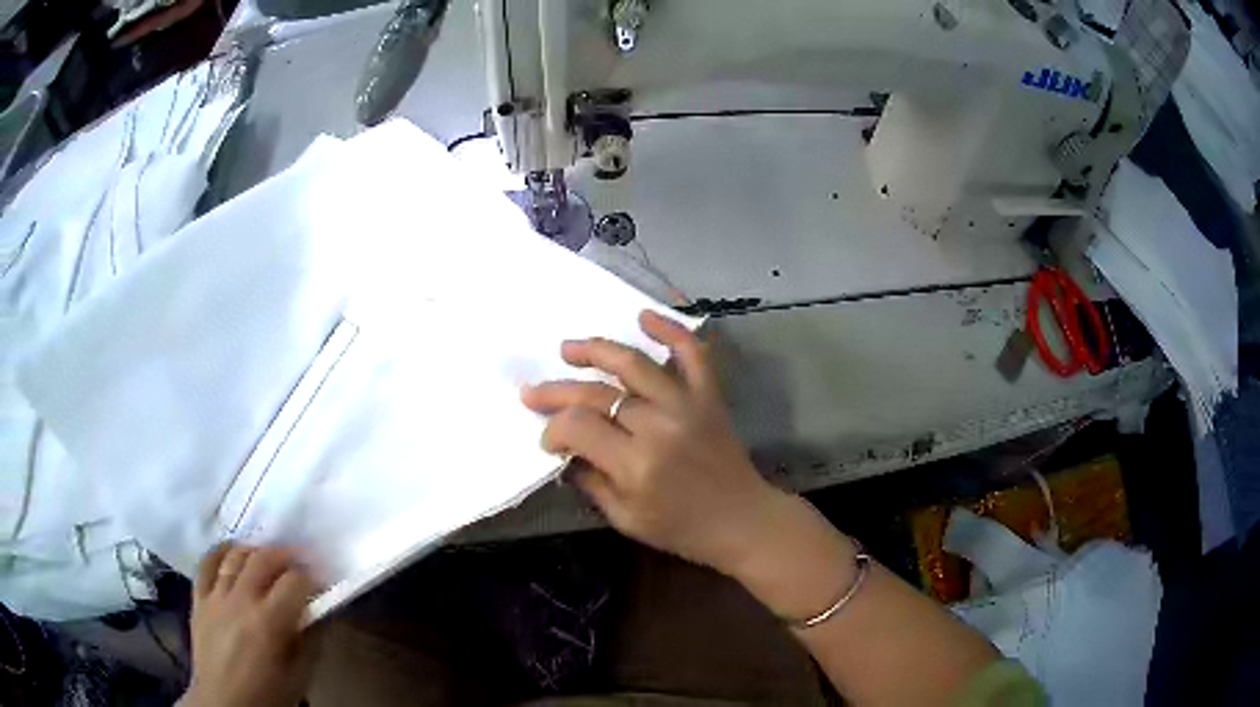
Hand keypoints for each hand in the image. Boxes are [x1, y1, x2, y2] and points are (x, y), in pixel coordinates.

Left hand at [179, 544, 317, 706]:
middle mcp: (241, 600)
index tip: (322, 578)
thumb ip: (311, 641)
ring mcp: (215, 596)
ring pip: (235, 556)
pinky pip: (206, 564)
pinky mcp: (199, 598)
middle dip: (286, 554)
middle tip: (300, 559)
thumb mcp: (300, 675)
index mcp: (269, 622)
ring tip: (267, 556)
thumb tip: (319, 613)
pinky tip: (232, 553)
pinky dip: (220, 552)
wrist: (225, 703)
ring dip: (255, 550)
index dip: (312, 576)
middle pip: (264, 559)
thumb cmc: (268, 695)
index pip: (295, 581)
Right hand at [521, 310, 785, 574]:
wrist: (742, 520)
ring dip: (596, 350)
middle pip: (598, 394)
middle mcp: (659, 426)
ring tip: (567, 349)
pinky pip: (692, 354)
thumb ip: (591, 482)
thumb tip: (565, 451)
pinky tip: (644, 316)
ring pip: (634, 364)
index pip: (579, 427)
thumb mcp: (625, 519)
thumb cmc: (682, 529)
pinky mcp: (709, 396)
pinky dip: (670, 331)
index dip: (554, 430)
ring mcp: (687, 405)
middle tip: (532, 392)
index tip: (550, 442)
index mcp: (637, 464)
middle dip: (558, 392)